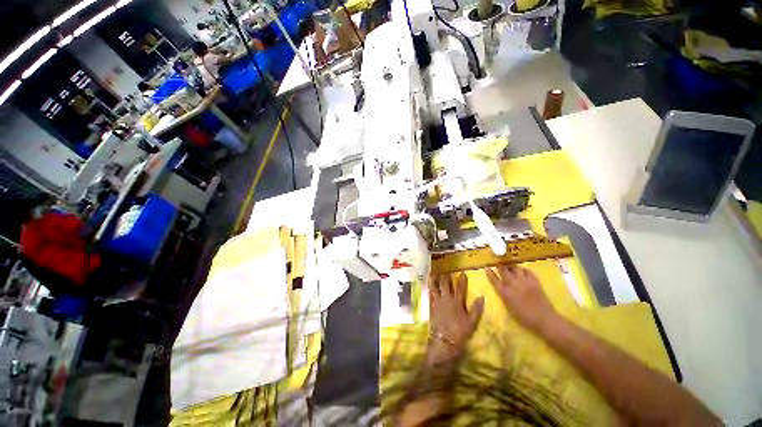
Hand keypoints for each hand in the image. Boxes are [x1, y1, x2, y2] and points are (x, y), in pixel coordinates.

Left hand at [429, 274, 484, 363]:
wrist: (444, 341)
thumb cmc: (460, 332)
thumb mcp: (472, 322)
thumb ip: (476, 309)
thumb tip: (482, 296)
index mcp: (457, 302)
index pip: (460, 288)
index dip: (462, 280)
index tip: (462, 273)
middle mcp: (446, 299)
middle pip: (445, 285)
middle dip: (446, 278)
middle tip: (446, 272)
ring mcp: (437, 302)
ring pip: (435, 288)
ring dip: (435, 281)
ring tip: (433, 274)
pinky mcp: (431, 307)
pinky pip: (430, 295)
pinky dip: (429, 289)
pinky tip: (428, 286)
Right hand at [486, 266, 556, 332]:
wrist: (543, 319)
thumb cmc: (524, 317)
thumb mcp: (509, 307)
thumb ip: (504, 295)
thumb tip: (501, 288)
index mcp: (504, 292)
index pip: (493, 279)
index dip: (489, 273)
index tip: (486, 267)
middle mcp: (512, 284)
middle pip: (503, 270)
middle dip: (499, 265)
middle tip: (498, 262)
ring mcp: (523, 281)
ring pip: (514, 268)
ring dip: (511, 266)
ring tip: (510, 265)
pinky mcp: (534, 281)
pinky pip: (527, 271)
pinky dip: (523, 269)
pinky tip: (522, 270)